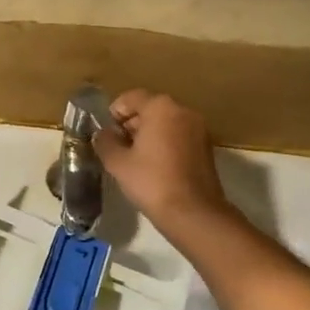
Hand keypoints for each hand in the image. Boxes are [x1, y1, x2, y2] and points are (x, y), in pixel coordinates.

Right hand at [93, 89, 230, 229]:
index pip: (132, 97)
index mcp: (161, 107)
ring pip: (166, 122)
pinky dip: (165, 143)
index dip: (115, 112)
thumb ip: (105, 142)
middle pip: (151, 108)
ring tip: (134, 157)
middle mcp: (183, 111)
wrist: (193, 212)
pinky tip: (154, 165)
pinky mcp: (206, 147)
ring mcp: (199, 129)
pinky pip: (179, 136)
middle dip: (132, 123)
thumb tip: (103, 134)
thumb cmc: (151, 181)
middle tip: (117, 145)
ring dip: (149, 134)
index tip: (106, 131)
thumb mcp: (118, 162)